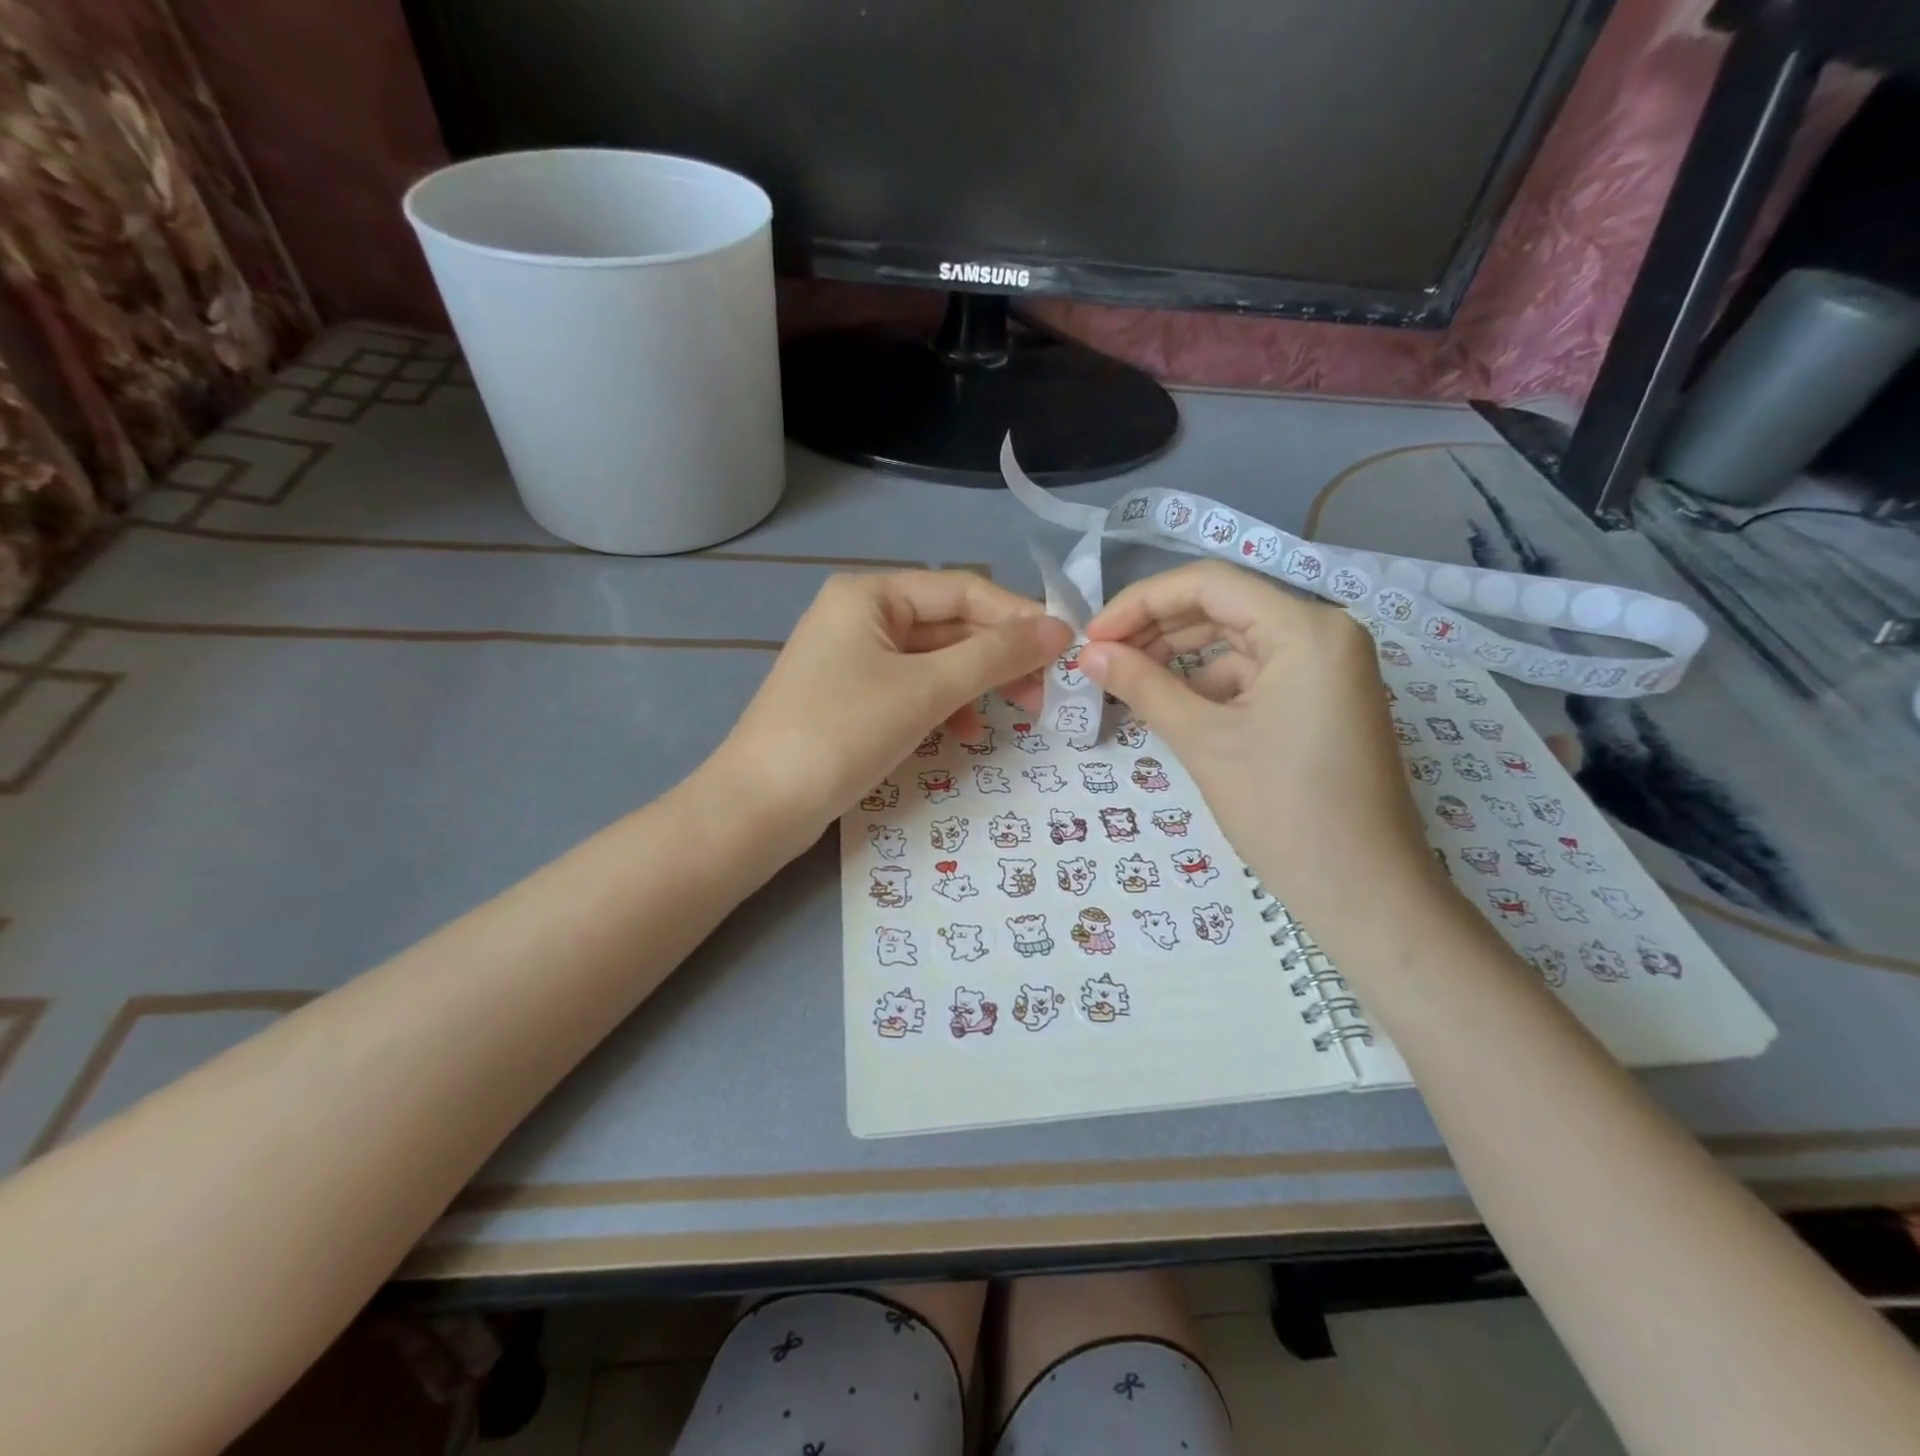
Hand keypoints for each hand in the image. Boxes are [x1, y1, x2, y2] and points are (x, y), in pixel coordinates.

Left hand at [711, 570, 1072, 837]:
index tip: (1066, 647)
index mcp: (870, 594)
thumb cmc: (842, 733)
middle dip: (1000, 655)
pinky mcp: (852, 698)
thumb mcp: (925, 689)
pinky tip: (966, 731)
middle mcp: (860, 615)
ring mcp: (853, 659)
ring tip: (1020, 713)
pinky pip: (913, 688)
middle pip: (950, 624)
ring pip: (935, 660)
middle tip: (1047, 690)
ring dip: (978, 682)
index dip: (1018, 616)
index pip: (963, 589)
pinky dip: (945, 704)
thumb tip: (1059, 629)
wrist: (760, 806)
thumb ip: (995, 656)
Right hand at [1081, 561, 1439, 922]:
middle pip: (1224, 607)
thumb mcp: (1203, 740)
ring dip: (1180, 656)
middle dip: (1157, 628)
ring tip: (1127, 681)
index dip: (1141, 602)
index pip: (1209, 584)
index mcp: (1306, 628)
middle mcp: (1324, 632)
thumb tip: (1087, 654)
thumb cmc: (1283, 810)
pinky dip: (1210, 683)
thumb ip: (1142, 685)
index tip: (1092, 637)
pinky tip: (1173, 705)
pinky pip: (1256, 672)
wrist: (1364, 892)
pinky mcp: (1323, 699)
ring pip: (1237, 640)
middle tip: (1101, 659)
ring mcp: (1328, 667)